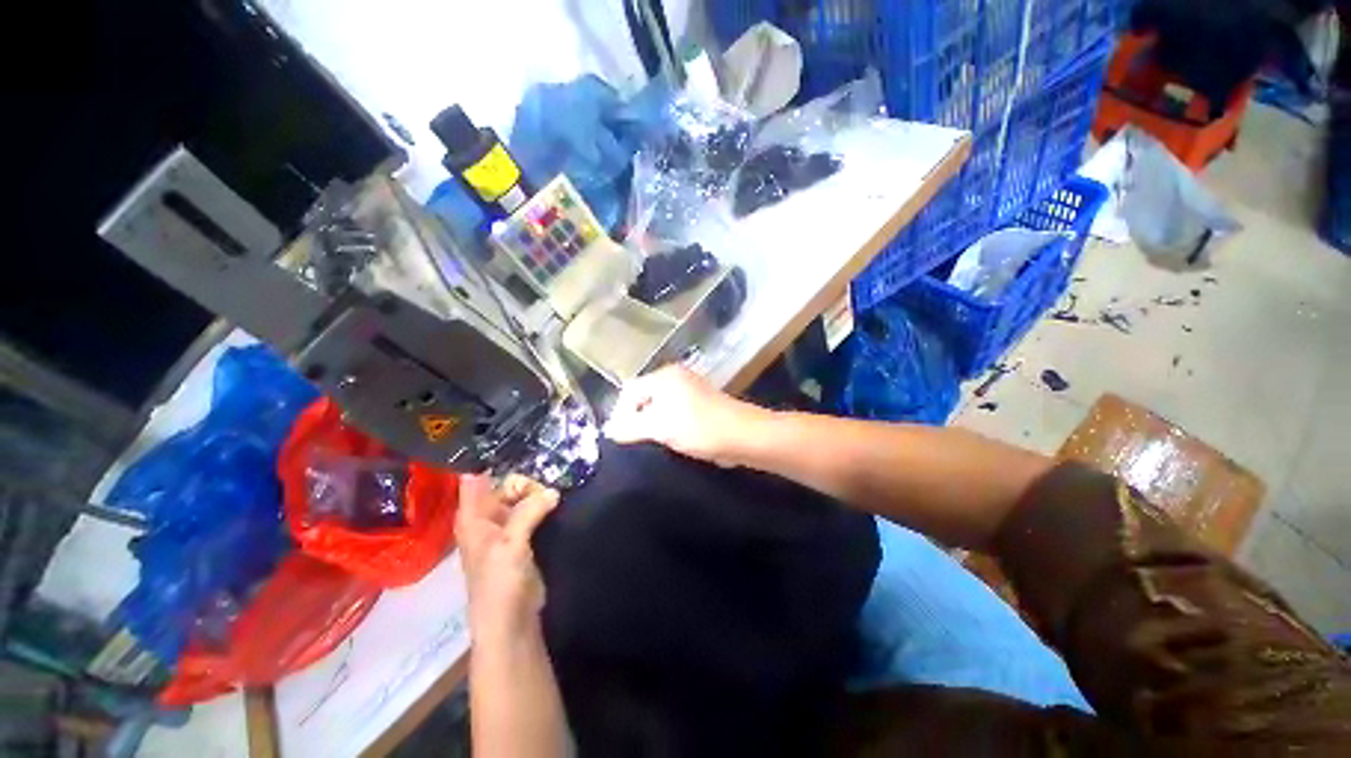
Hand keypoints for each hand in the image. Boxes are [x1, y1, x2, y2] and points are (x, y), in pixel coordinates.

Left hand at [456, 473, 557, 638]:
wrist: (511, 619)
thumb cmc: (499, 582)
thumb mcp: (510, 543)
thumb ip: (529, 511)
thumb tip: (553, 491)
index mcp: (473, 516)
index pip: (476, 477)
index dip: (491, 460)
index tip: (518, 447)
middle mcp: (488, 517)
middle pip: (507, 484)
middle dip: (527, 481)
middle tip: (547, 488)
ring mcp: (507, 526)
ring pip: (523, 496)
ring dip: (538, 492)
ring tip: (556, 492)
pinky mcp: (524, 536)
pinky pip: (534, 510)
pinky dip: (544, 504)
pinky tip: (558, 499)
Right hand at [603, 364, 764, 465]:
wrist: (742, 436)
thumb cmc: (697, 427)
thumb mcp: (659, 427)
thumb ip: (630, 427)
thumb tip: (608, 430)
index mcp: (664, 376)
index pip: (629, 390)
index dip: (621, 413)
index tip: (621, 438)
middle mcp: (675, 377)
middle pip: (643, 397)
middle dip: (636, 419)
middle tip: (635, 442)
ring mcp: (690, 390)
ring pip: (659, 406)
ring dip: (653, 424)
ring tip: (653, 443)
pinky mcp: (700, 404)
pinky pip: (674, 413)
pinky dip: (668, 425)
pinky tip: (671, 441)